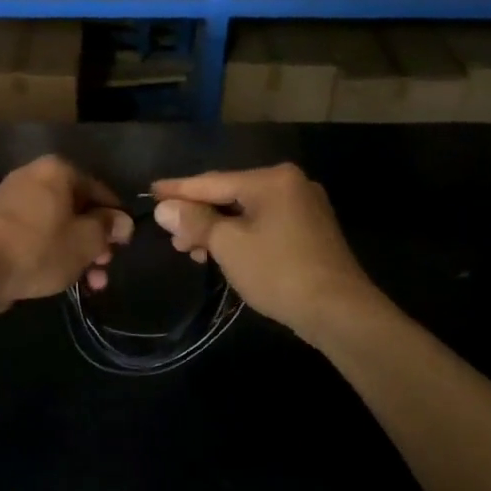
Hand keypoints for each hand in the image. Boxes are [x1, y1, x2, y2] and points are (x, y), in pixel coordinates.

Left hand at [0, 156, 133, 312]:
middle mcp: (33, 176)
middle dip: (95, 242)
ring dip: (77, 253)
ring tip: (89, 285)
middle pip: (78, 209)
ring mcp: (12, 199)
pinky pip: (35, 233)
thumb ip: (108, 228)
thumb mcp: (85, 242)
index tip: (123, 247)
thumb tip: (122, 221)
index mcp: (58, 171)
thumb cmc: (38, 248)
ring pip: (57, 225)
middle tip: (104, 270)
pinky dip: (51, 252)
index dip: (116, 220)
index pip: (100, 191)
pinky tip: (60, 278)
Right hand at [152, 164, 385, 345]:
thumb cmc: (279, 271)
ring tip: (191, 251)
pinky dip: (239, 235)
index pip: (212, 181)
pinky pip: (264, 224)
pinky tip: (222, 252)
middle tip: (171, 237)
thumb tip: (165, 209)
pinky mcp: (310, 230)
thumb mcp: (228, 245)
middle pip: (230, 195)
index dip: (178, 190)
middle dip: (198, 216)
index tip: (150, 192)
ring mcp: (304, 207)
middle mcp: (290, 184)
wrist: (339, 311)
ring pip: (247, 211)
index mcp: (271, 179)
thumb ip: (195, 222)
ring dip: (217, 229)